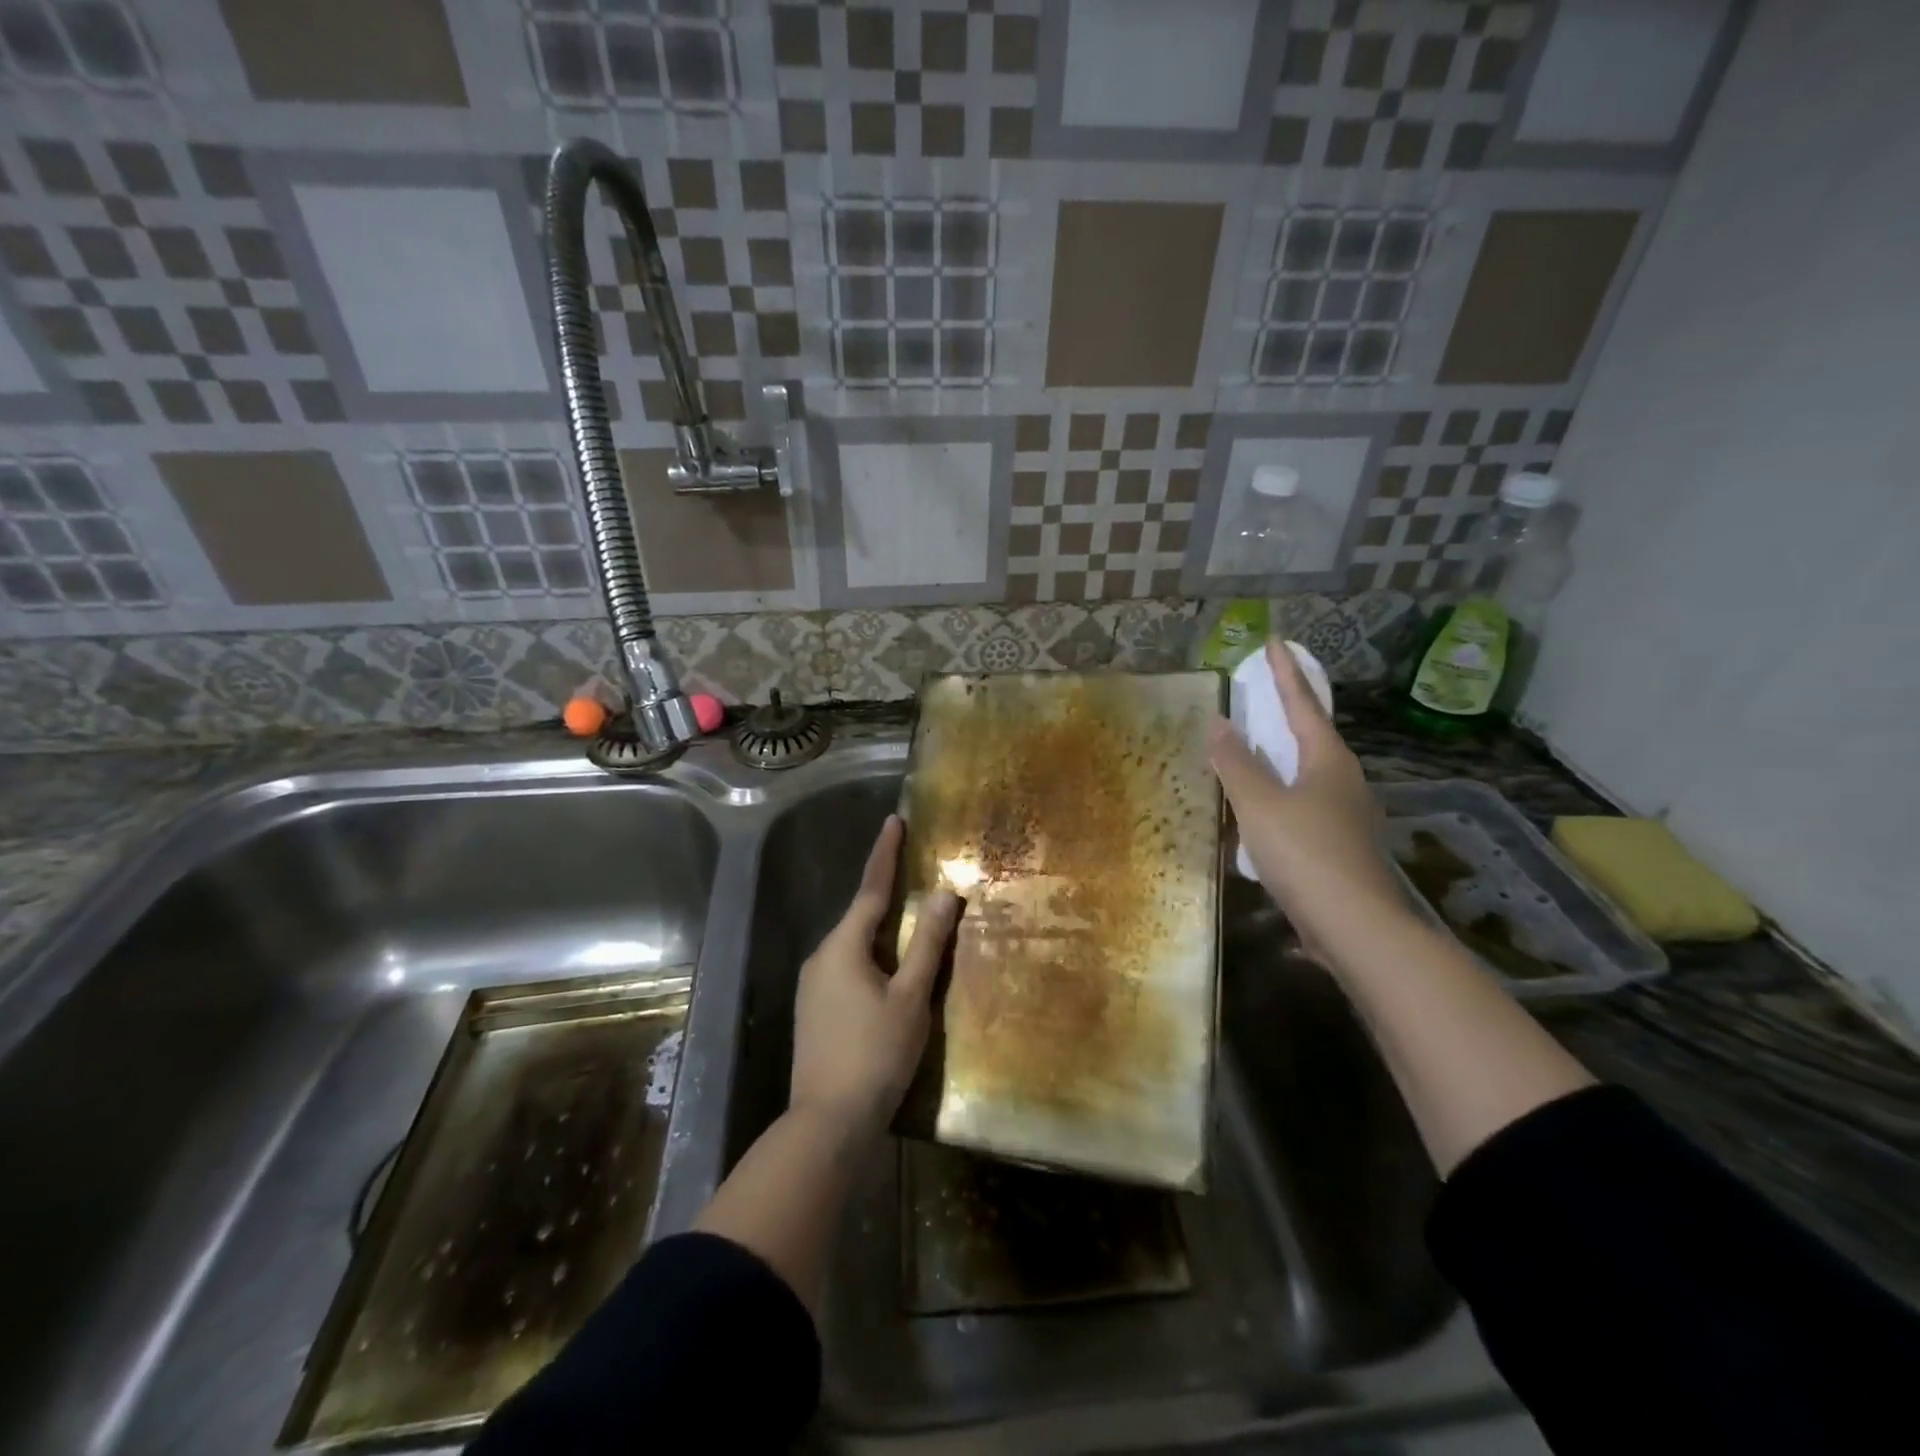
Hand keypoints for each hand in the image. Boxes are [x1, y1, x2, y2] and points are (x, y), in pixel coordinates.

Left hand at [790, 815, 963, 1142]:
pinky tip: (889, 973)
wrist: (827, 1124)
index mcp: (843, 947)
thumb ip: (927, 944)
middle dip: (886, 894)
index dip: (885, 854)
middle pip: (860, 916)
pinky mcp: (814, 1011)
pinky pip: (847, 967)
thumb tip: (944, 894)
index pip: (870, 889)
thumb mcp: (911, 997)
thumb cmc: (875, 1054)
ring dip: (881, 931)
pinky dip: (871, 958)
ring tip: (910, 924)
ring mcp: (812, 986)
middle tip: (914, 874)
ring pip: (854, 945)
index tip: (894, 821)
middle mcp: (821, 957)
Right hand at [1209, 638, 1407, 947]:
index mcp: (1328, 760)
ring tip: (1254, 748)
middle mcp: (1344, 780)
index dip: (1285, 672)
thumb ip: (1236, 763)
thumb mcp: (1259, 803)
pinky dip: (1280, 792)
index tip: (1274, 642)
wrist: (1354, 926)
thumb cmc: (1305, 852)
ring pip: (1308, 772)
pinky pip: (1304, 803)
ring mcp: (1346, 814)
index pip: (1303, 703)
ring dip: (1281, 756)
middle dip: (1286, 713)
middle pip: (1312, 735)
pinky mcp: (1339, 845)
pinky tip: (1262, 808)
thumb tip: (1219, 723)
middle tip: (1260, 695)